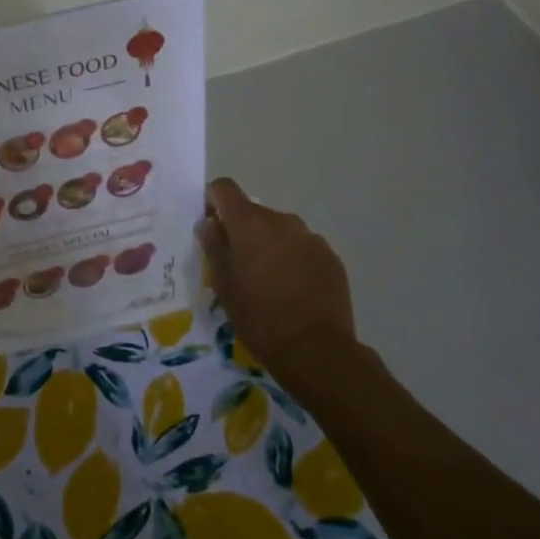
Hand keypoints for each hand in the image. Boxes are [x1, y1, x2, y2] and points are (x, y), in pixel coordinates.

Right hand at [196, 178, 357, 388]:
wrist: (316, 350)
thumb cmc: (258, 317)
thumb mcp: (223, 284)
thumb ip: (214, 247)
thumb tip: (208, 223)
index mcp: (250, 223)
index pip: (224, 188)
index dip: (213, 200)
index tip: (212, 227)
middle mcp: (282, 220)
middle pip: (254, 212)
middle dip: (243, 230)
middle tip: (239, 265)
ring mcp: (310, 237)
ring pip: (280, 230)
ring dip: (270, 245)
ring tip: (269, 281)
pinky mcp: (331, 257)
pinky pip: (302, 247)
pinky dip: (293, 259)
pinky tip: (293, 290)